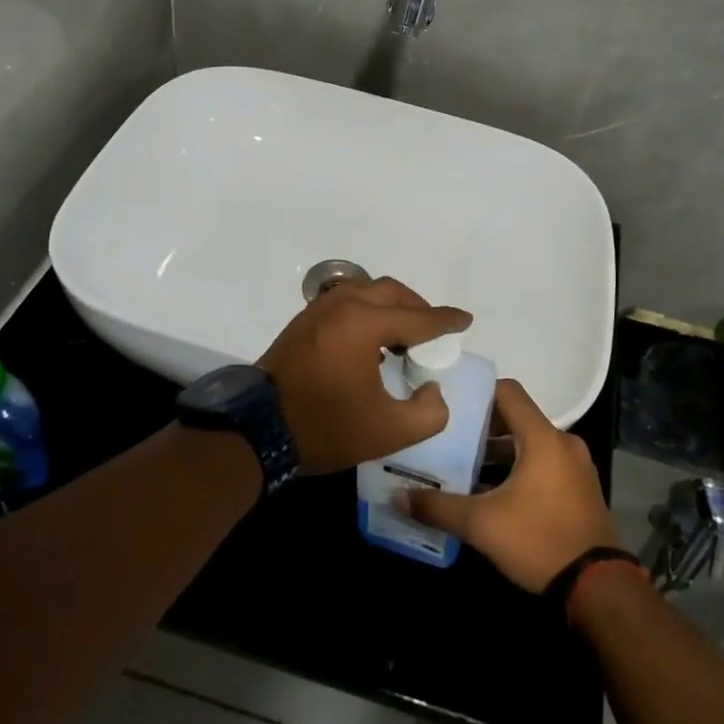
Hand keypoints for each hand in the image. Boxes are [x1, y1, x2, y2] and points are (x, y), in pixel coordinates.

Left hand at [259, 277, 471, 474]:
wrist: (258, 430)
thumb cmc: (326, 428)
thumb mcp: (389, 432)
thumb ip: (428, 412)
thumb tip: (431, 390)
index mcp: (363, 325)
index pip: (417, 319)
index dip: (445, 321)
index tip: (465, 320)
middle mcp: (342, 305)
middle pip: (392, 292)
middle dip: (419, 308)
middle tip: (434, 332)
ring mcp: (319, 310)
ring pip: (367, 291)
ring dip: (392, 306)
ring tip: (405, 336)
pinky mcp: (304, 321)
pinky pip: (346, 301)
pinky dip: (368, 310)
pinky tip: (372, 339)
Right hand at [400, 380, 619, 592]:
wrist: (598, 589)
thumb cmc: (539, 541)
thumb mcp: (481, 525)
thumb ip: (438, 507)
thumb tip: (398, 496)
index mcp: (543, 438)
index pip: (508, 392)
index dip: (479, 391)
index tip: (451, 400)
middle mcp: (563, 443)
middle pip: (518, 417)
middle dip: (483, 425)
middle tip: (450, 435)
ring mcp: (576, 466)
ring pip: (531, 443)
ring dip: (501, 450)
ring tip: (466, 464)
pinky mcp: (581, 489)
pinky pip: (545, 463)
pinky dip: (520, 467)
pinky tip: (494, 491)